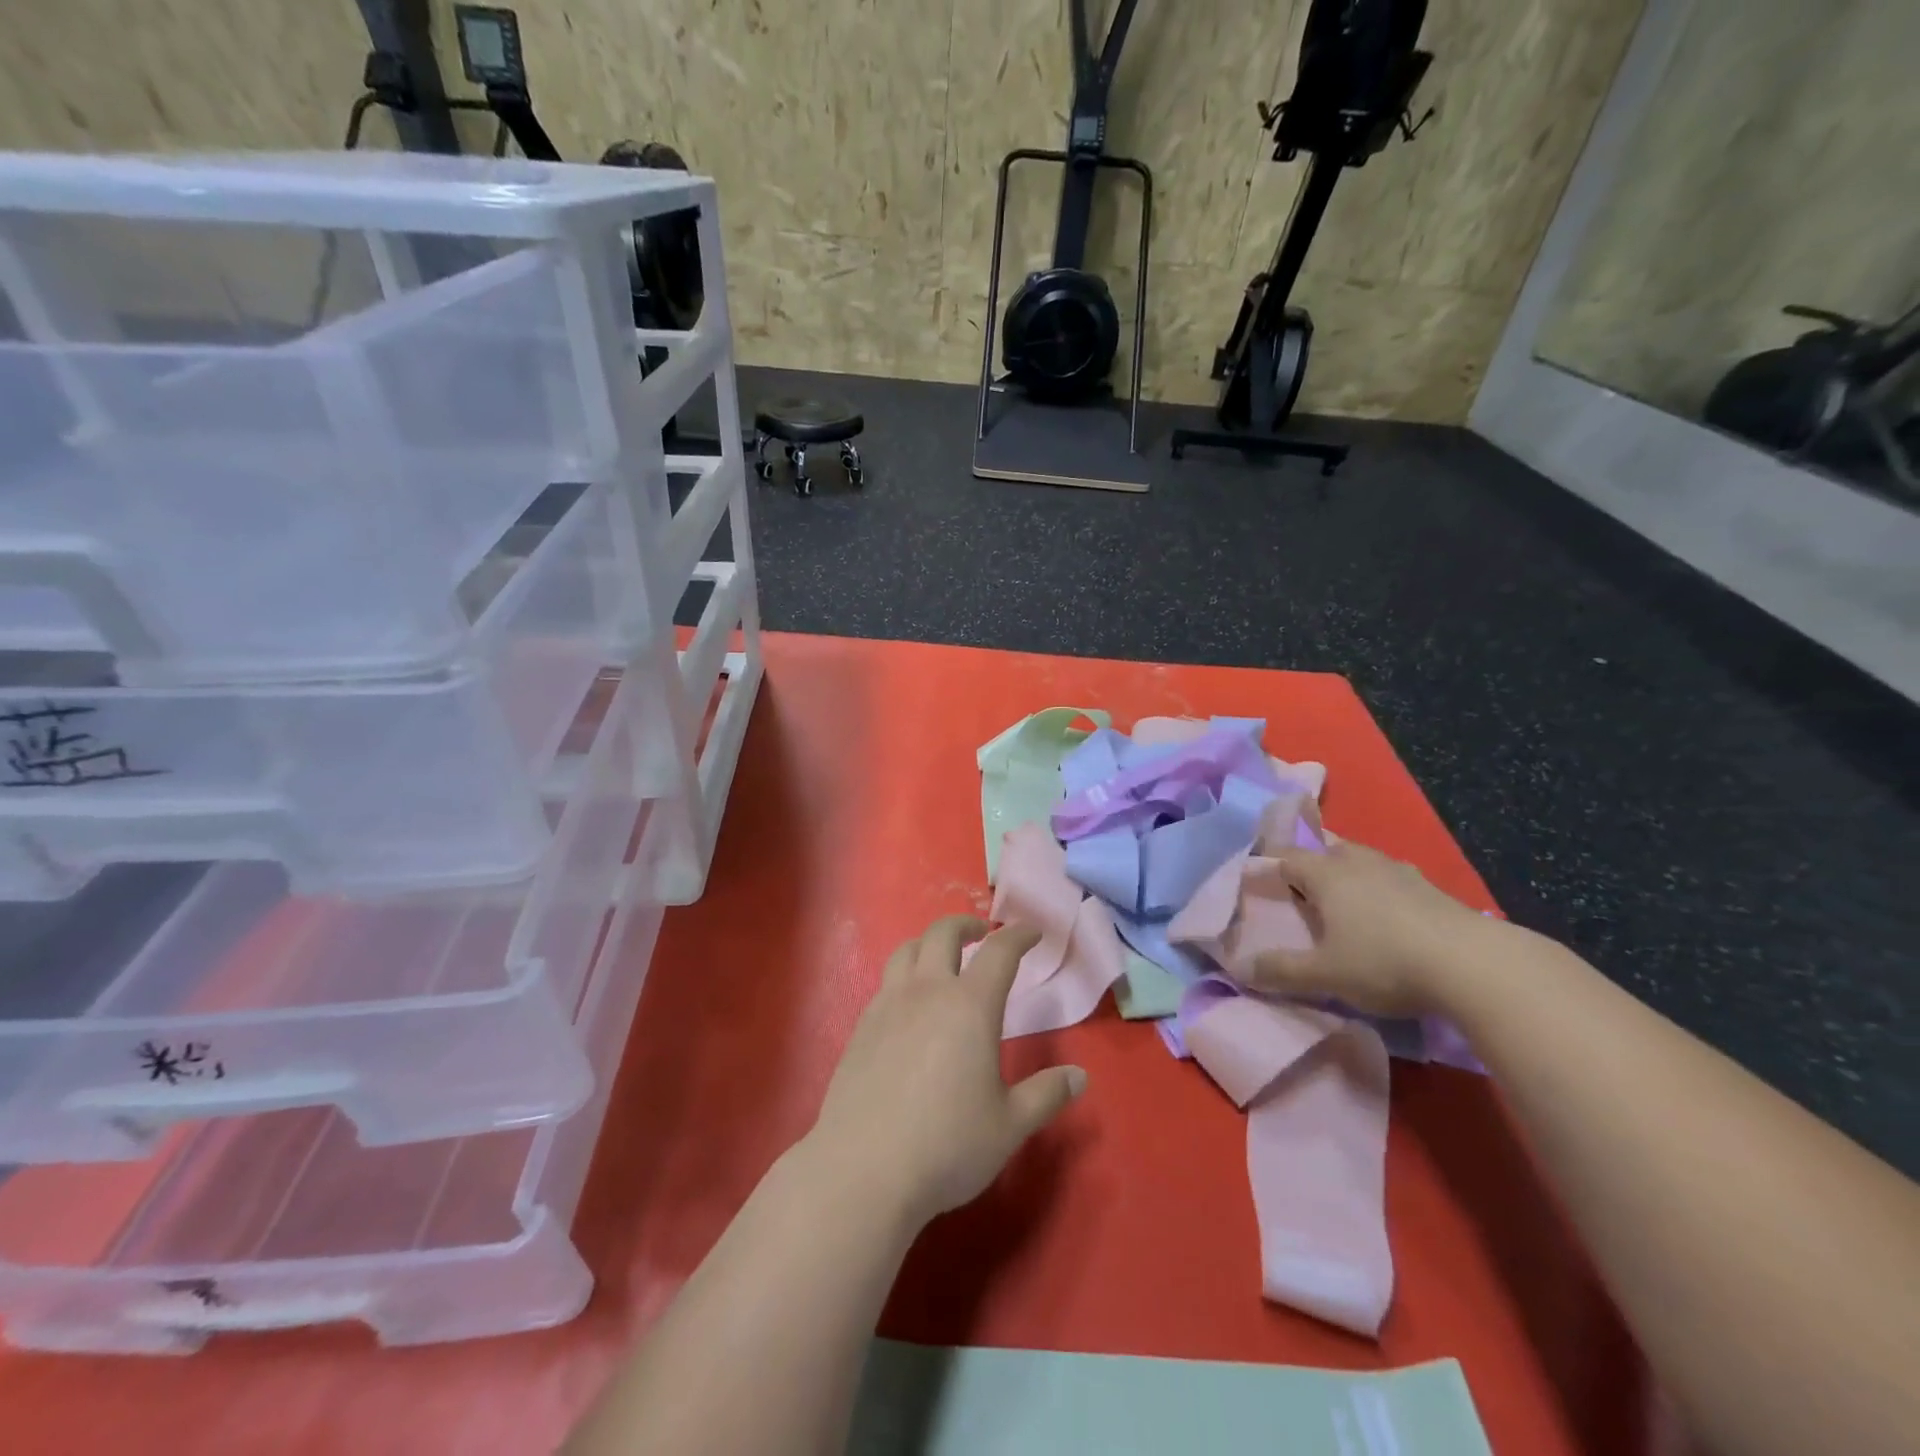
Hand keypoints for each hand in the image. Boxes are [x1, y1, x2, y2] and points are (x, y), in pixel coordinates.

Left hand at [806, 916, 1086, 1227]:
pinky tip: (911, 1004)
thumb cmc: (947, 1146)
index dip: (1018, 935)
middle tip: (982, 934)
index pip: (999, 952)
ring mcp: (888, 1006)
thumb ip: (1046, 1095)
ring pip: (907, 950)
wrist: (863, 1171)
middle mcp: (927, 992)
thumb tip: (1079, 1076)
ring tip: (942, 958)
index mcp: (970, 1006)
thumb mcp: (1009, 1126)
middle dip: (967, 924)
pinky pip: (886, 981)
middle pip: (943, 933)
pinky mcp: (861, 1027)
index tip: (1032, 932)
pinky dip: (905, 974)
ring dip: (930, 942)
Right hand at [1250, 838, 1495, 1016]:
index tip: (1256, 882)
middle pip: (1325, 850)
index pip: (1285, 857)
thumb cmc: (1385, 962)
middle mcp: (1358, 862)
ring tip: (1342, 902)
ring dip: (1347, 875)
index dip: (1267, 867)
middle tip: (1300, 893)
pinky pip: (1391, 879)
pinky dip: (1380, 890)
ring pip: (1361, 861)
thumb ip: (1281, 971)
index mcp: (1326, 874)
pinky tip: (1387, 916)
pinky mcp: (1432, 889)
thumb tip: (1240, 970)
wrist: (1476, 966)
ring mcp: (1399, 871)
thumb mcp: (1325, 975)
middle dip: (1310, 866)